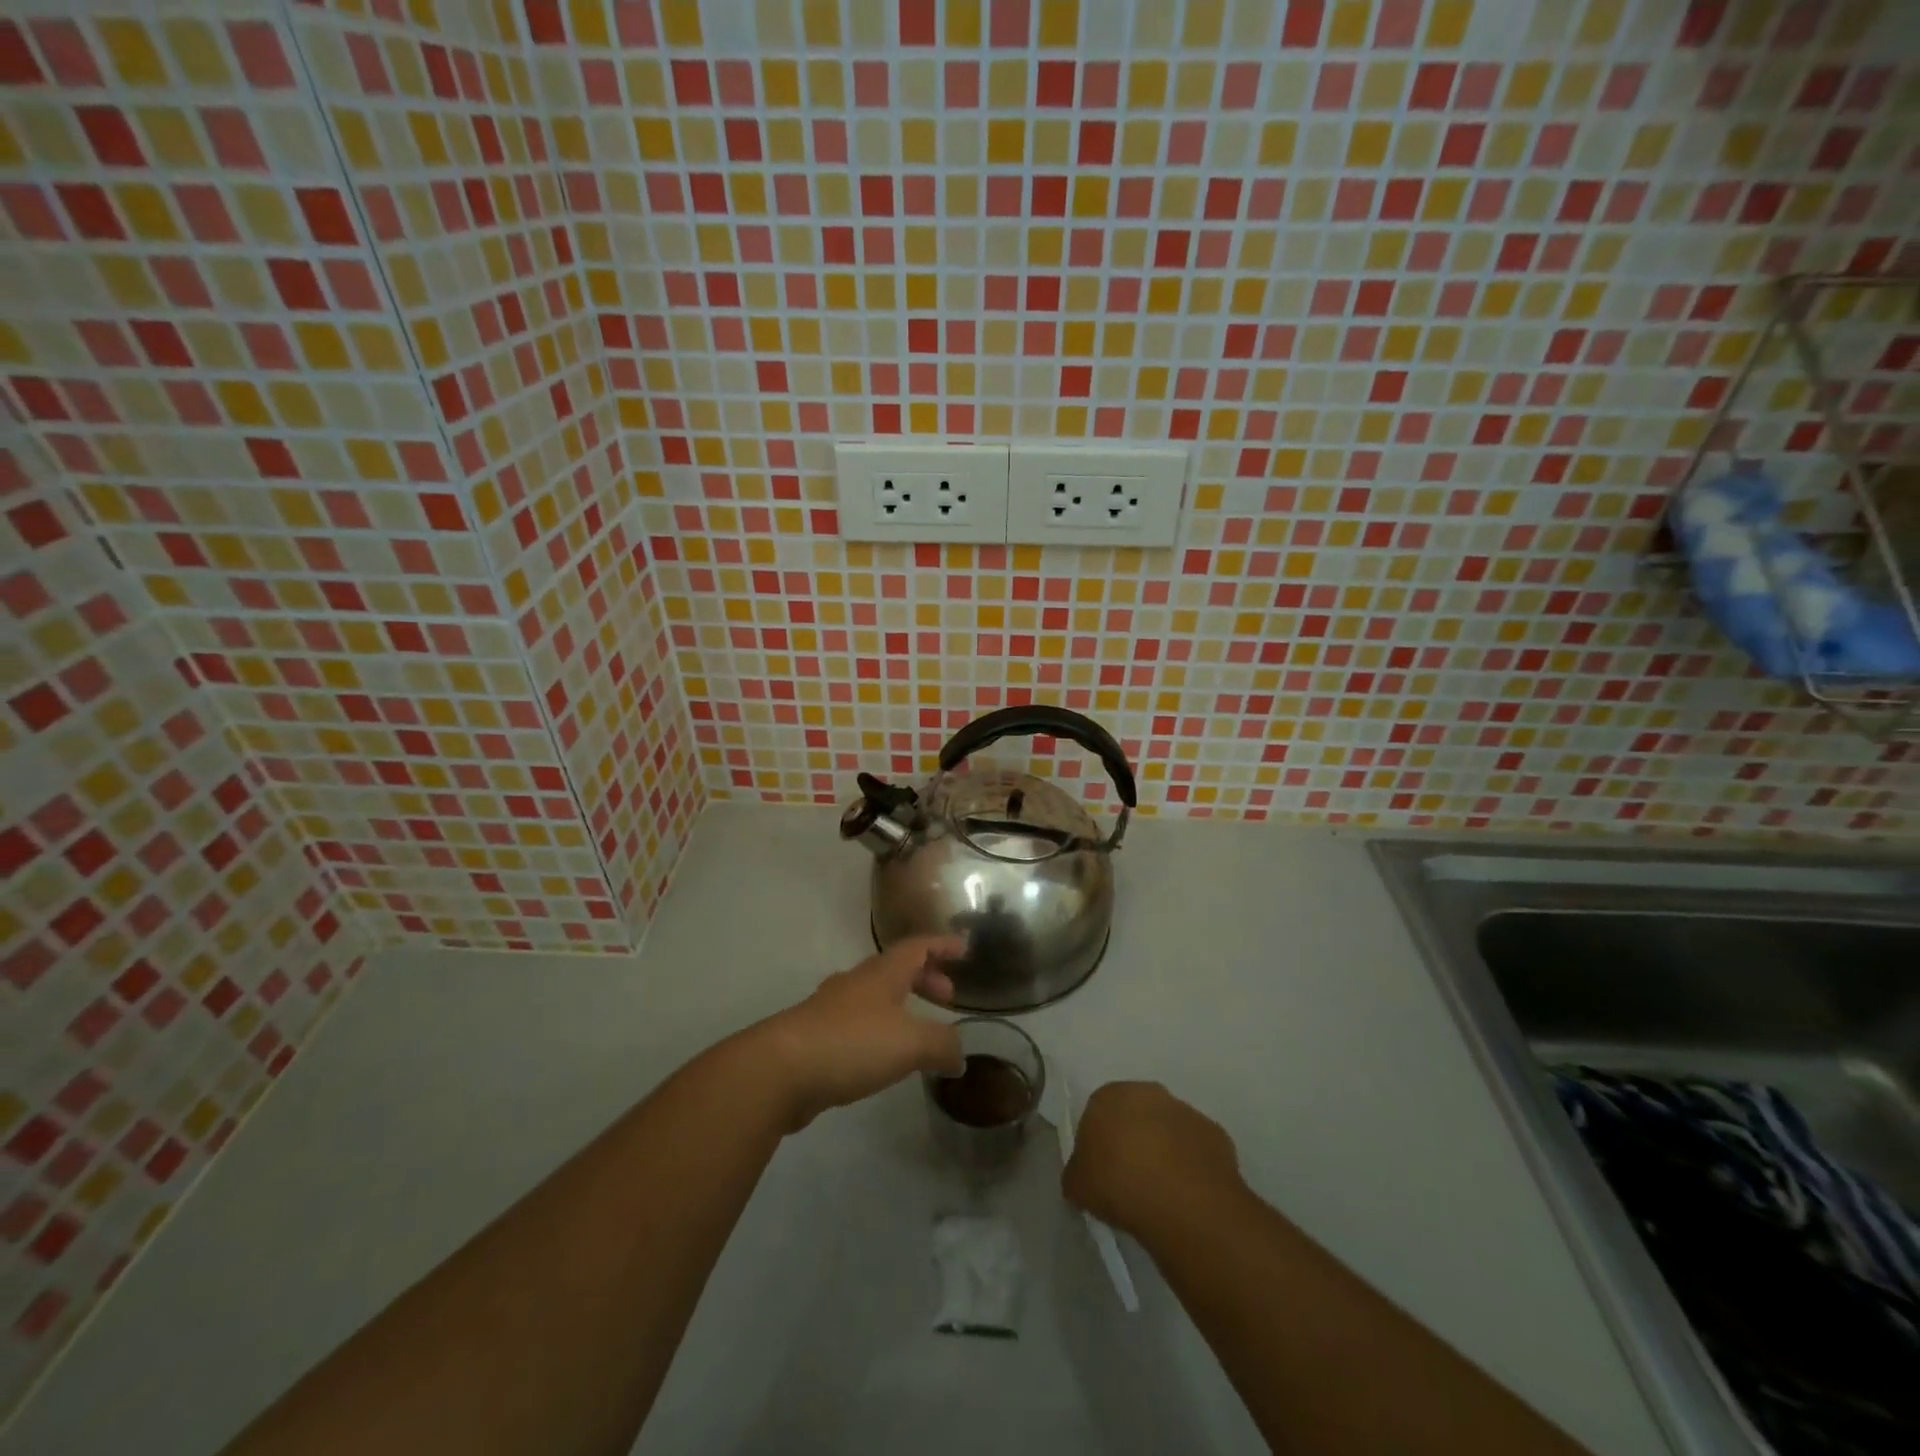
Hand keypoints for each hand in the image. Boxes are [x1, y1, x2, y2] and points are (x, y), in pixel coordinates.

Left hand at [755, 935, 965, 1130]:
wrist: (780, 1070)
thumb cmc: (852, 1043)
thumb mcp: (910, 1043)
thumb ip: (942, 1045)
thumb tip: (959, 1054)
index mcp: (882, 973)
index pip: (918, 947)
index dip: (942, 946)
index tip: (964, 950)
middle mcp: (857, 982)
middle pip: (896, 969)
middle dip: (925, 979)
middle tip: (947, 998)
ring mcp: (832, 1008)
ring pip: (875, 996)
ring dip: (901, 1005)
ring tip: (919, 1031)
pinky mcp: (815, 1037)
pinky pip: (857, 1023)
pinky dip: (880, 1031)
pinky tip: (884, 1057)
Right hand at [1063, 1082, 1244, 1238]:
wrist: (1182, 1201)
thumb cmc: (1119, 1184)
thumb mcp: (1077, 1185)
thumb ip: (1076, 1172)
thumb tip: (1082, 1176)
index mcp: (1108, 1095)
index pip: (1097, 1113)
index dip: (1098, 1143)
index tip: (1101, 1171)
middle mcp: (1147, 1091)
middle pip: (1134, 1114)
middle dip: (1132, 1139)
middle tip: (1129, 1178)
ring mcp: (1185, 1110)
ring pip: (1168, 1128)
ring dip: (1163, 1150)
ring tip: (1161, 1191)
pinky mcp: (1215, 1133)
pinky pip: (1195, 1148)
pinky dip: (1190, 1165)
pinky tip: (1186, 1194)